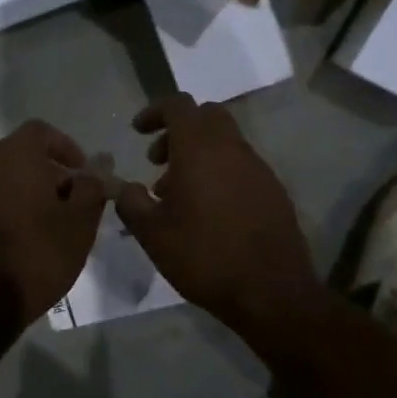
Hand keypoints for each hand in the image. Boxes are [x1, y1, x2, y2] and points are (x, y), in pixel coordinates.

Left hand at [0, 120, 107, 322]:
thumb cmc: (37, 257)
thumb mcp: (80, 224)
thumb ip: (91, 187)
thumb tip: (98, 166)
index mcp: (14, 157)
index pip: (41, 131)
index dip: (65, 147)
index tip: (81, 174)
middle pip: (18, 154)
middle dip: (45, 172)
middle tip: (67, 203)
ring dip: (20, 192)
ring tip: (41, 225)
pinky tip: (11, 242)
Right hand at [117, 96, 324, 336]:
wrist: (272, 292)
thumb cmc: (204, 257)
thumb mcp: (153, 234)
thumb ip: (131, 203)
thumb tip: (123, 187)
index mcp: (200, 149)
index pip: (179, 105)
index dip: (154, 111)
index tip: (137, 132)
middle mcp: (232, 149)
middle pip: (205, 116)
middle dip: (178, 130)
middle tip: (157, 161)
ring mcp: (258, 168)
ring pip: (224, 142)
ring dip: (198, 154)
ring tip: (176, 194)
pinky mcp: (273, 190)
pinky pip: (240, 166)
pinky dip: (219, 172)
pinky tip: (207, 211)